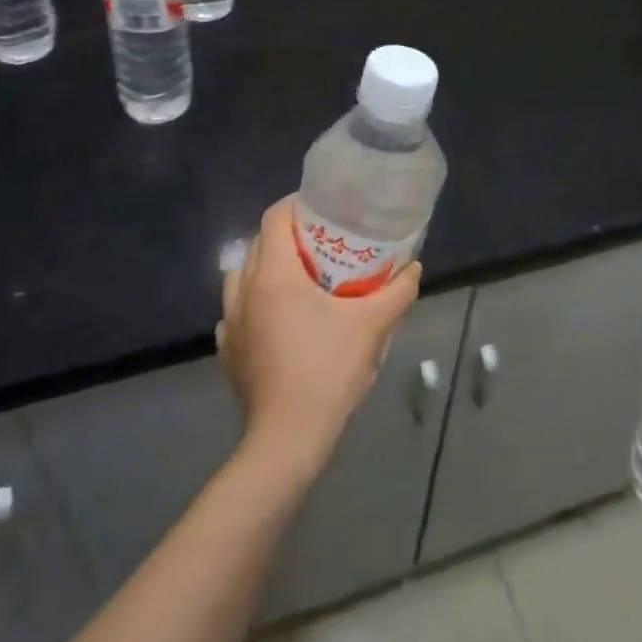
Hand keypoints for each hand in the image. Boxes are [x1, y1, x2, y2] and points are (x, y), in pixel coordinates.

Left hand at [217, 197, 420, 480]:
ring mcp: (231, 322)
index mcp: (274, 274)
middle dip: (286, 236)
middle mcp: (244, 289)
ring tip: (297, 280)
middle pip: (258, 243)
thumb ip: (397, 292)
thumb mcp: (372, 326)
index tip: (322, 208)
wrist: (288, 436)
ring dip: (265, 269)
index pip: (274, 217)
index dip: (295, 204)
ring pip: (241, 276)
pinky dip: (254, 304)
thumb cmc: (328, 370)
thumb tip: (413, 268)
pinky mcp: (228, 351)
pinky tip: (278, 322)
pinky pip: (237, 312)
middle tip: (320, 243)